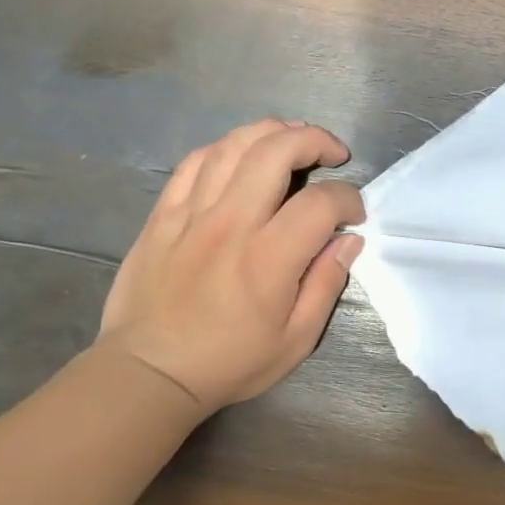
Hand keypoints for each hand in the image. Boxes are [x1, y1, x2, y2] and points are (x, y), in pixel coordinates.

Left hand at [98, 119, 363, 410]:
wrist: (150, 371)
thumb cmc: (230, 362)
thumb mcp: (295, 340)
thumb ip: (326, 285)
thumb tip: (348, 241)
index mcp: (269, 257)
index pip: (320, 202)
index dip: (349, 199)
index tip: (355, 215)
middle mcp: (231, 222)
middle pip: (276, 151)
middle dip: (315, 141)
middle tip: (334, 154)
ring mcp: (192, 213)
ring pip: (234, 145)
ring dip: (272, 133)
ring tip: (293, 141)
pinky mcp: (164, 214)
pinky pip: (194, 162)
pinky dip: (225, 148)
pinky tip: (241, 157)